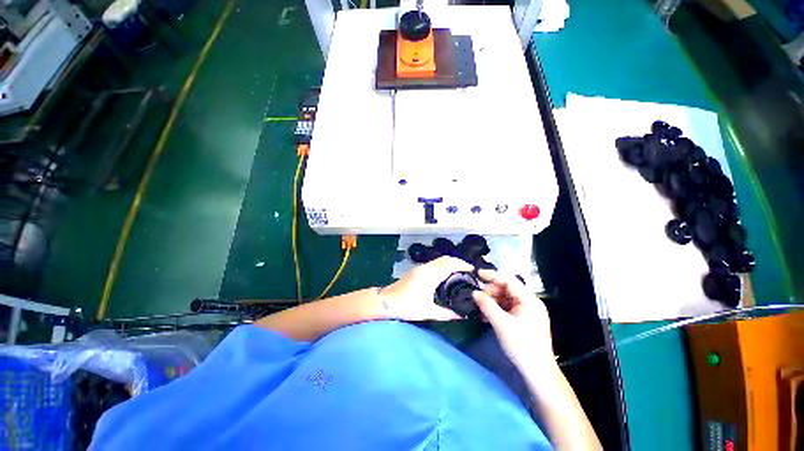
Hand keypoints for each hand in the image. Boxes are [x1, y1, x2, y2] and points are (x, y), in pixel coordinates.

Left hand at [379, 256, 472, 320]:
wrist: (385, 302)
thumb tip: (461, 315)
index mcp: (430, 275)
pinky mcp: (417, 270)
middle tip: (469, 272)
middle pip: (445, 259)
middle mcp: (426, 268)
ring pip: (439, 260)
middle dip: (458, 262)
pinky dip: (443, 265)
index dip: (463, 264)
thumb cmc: (406, 307)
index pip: (450, 264)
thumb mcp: (428, 312)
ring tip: (461, 273)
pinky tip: (447, 275)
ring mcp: (420, 268)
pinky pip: (434, 263)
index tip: (473, 270)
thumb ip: (446, 313)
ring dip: (451, 263)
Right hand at [472, 270, 554, 370]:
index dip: (492, 275)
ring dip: (492, 301)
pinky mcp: (522, 319)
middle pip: (507, 289)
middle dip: (491, 291)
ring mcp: (526, 311)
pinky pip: (506, 308)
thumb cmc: (522, 346)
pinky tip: (485, 315)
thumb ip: (487, 306)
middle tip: (478, 298)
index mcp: (529, 300)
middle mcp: (529, 302)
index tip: (477, 274)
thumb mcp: (502, 324)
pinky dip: (496, 309)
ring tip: (480, 308)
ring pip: (505, 298)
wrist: (537, 372)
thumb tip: (474, 292)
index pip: (509, 280)